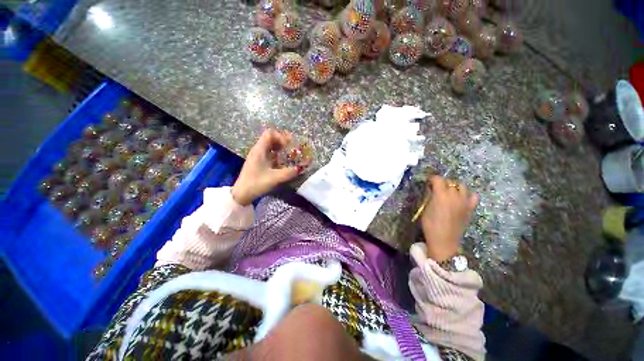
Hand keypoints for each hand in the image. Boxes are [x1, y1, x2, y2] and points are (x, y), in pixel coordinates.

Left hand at [231, 129, 302, 205]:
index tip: (289, 145)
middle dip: (283, 141)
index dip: (281, 136)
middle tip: (292, 148)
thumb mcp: (275, 178)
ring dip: (281, 148)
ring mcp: (257, 156)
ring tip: (289, 154)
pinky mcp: (258, 162)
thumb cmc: (256, 184)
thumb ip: (289, 172)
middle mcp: (258, 150)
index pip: (270, 133)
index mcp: (259, 150)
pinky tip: (283, 161)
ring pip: (270, 145)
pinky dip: (277, 154)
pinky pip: (269, 152)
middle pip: (271, 138)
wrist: (242, 194)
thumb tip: (302, 168)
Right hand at [420, 176, 477, 261]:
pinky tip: (461, 199)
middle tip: (436, 189)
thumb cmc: (430, 225)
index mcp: (441, 195)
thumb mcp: (425, 209)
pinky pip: (473, 196)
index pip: (438, 179)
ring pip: (462, 186)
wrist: (444, 240)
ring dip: (454, 187)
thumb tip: (431, 189)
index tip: (428, 182)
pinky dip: (467, 195)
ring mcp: (464, 202)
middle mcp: (454, 195)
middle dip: (442, 183)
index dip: (432, 179)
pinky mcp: (470, 208)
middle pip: (450, 182)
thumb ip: (429, 197)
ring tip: (449, 192)